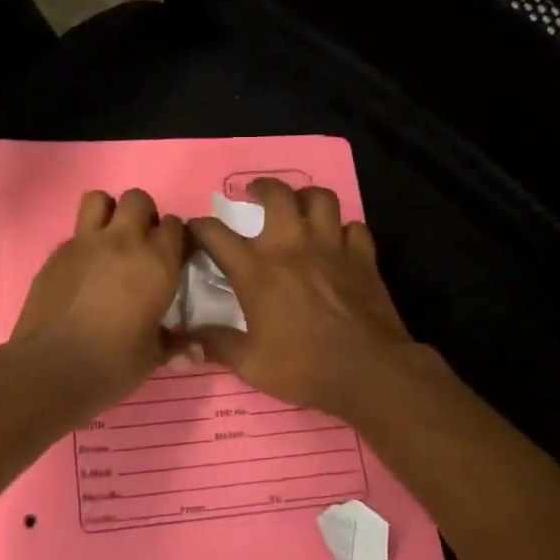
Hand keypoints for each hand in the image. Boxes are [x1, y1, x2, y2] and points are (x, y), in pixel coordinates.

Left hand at [11, 188, 186, 402]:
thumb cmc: (113, 363)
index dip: (174, 238)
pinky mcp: (56, 253)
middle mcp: (123, 241)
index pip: (175, 225)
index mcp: (157, 262)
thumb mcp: (152, 356)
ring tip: (109, 241)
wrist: (52, 367)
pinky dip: (83, 243)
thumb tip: (195, 352)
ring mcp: (85, 243)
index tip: (172, 256)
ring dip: (108, 212)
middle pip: (137, 199)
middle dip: (143, 215)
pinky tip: (82, 271)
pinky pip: (75, 232)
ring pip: (99, 199)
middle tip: (141, 244)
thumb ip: (174, 344)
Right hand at [187, 179, 424, 421]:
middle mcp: (291, 245)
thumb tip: (190, 338)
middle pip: (276, 194)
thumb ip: (218, 345)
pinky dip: (344, 229)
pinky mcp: (363, 256)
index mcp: (256, 269)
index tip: (194, 230)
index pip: (215, 233)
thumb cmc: (305, 368)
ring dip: (305, 197)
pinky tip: (338, 241)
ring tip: (299, 207)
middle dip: (260, 188)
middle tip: (254, 194)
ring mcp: (331, 246)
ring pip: (320, 198)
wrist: (370, 371)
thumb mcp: (250, 364)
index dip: (198, 227)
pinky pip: (354, 226)